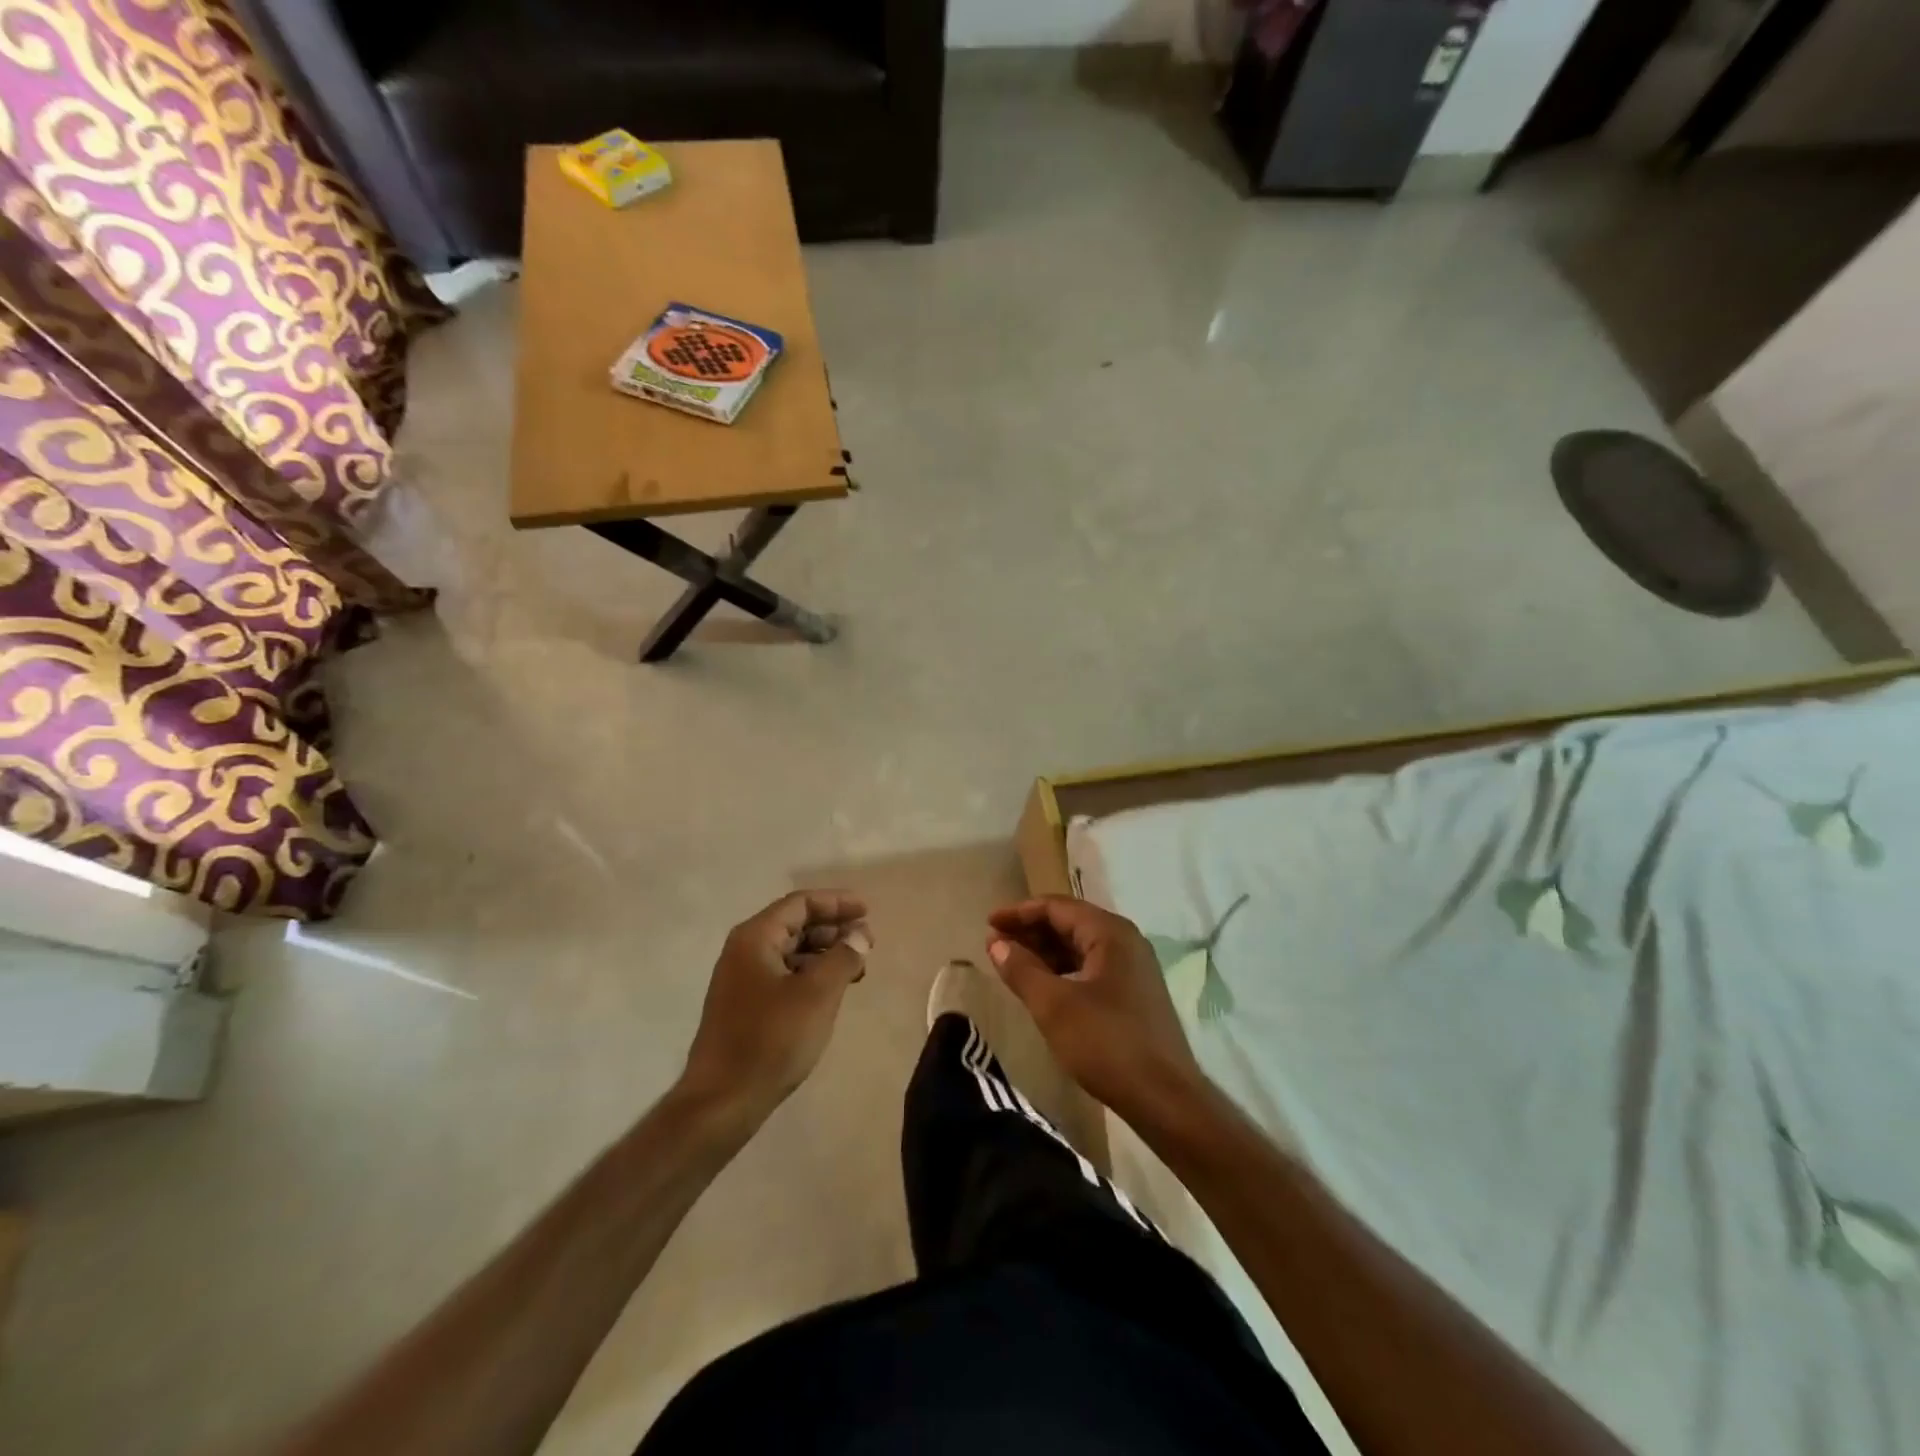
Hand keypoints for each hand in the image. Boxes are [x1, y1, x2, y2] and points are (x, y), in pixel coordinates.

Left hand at [678, 891, 872, 1125]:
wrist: (722, 1102)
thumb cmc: (771, 1039)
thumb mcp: (818, 994)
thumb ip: (844, 956)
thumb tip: (860, 934)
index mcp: (755, 937)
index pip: (801, 903)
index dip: (837, 903)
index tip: (867, 912)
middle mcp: (744, 951)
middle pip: (795, 924)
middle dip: (833, 929)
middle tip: (866, 944)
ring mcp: (741, 980)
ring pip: (790, 952)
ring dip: (824, 954)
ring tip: (857, 970)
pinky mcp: (744, 1007)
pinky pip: (783, 975)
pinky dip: (811, 976)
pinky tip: (831, 993)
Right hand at [986, 896, 1206, 1126]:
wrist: (1164, 1098)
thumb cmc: (1106, 1043)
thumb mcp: (1053, 1006)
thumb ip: (1022, 970)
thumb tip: (996, 944)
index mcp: (1110, 932)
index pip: (1057, 907)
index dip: (1019, 912)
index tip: (988, 923)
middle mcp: (1126, 941)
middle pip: (1070, 922)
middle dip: (1031, 931)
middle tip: (995, 945)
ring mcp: (1134, 967)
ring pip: (1081, 946)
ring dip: (1046, 952)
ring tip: (1013, 965)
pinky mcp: (1135, 993)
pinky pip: (1092, 967)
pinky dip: (1064, 970)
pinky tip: (1044, 987)